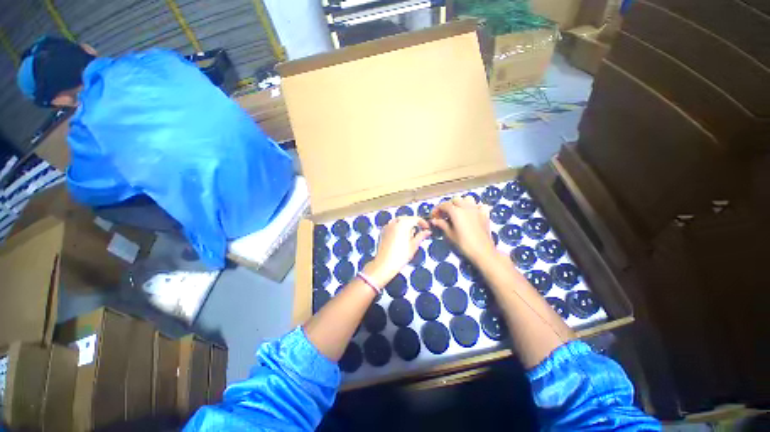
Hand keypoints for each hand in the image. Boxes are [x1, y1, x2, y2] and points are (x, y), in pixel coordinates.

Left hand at [365, 216, 430, 286]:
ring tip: (411, 236)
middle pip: (407, 218)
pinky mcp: (383, 231)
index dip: (423, 223)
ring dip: (406, 225)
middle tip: (420, 232)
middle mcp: (394, 222)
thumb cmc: (400, 256)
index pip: (416, 218)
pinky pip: (393, 225)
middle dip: (414, 223)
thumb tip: (428, 231)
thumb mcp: (414, 245)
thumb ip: (421, 236)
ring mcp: (387, 226)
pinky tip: (401, 237)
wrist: (384, 264)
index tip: (427, 228)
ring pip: (399, 221)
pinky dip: (398, 228)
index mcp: (403, 224)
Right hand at [430, 196, 496, 262]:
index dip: (437, 209)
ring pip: (467, 199)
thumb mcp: (450, 235)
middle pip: (455, 200)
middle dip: (448, 205)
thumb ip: (442, 225)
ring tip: (458, 212)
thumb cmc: (464, 244)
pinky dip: (475, 207)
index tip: (433, 216)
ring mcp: (477, 210)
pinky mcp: (485, 215)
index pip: (444, 205)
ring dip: (461, 203)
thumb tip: (434, 220)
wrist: (483, 251)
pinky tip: (473, 213)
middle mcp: (466, 207)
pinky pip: (480, 205)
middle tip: (444, 215)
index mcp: (456, 211)